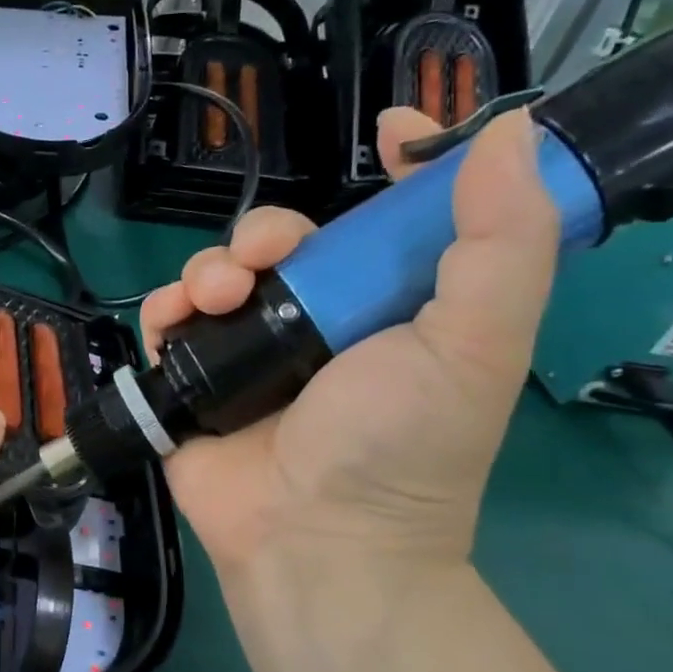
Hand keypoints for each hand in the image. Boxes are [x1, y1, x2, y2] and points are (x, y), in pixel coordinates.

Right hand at [139, 110, 558, 589]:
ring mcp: (248, 353)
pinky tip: (177, 319)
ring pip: (220, 273)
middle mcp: (317, 323)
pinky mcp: (192, 380)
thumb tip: (506, 133)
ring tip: (218, 297)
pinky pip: (169, 321)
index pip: (391, 224)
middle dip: (269, 231)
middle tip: (267, 257)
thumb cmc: (400, 444)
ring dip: (212, 267)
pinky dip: (166, 309)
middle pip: (286, 242)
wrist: (313, 539)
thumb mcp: (476, 344)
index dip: (397, 170)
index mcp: (389, 309)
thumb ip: (501, 243)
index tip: (388, 132)